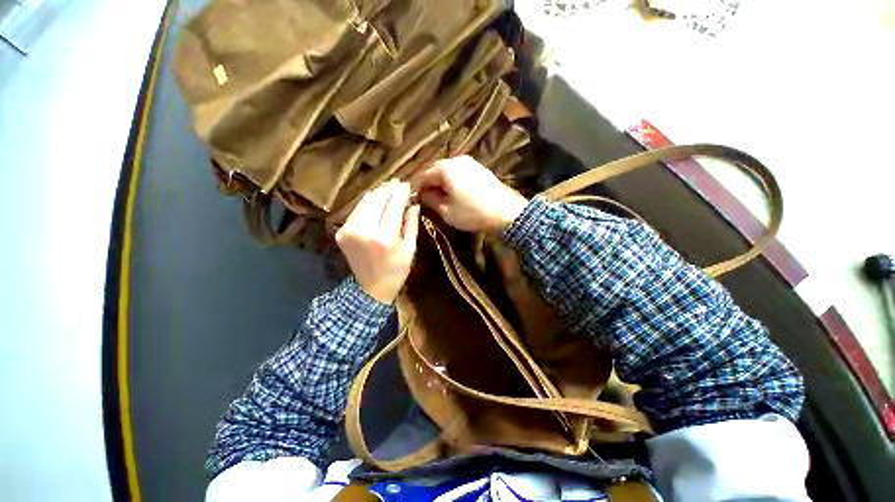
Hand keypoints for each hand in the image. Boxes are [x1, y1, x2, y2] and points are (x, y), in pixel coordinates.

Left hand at [336, 180, 419, 303]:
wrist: (371, 289)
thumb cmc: (396, 270)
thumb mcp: (410, 249)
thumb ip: (411, 224)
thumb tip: (413, 204)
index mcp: (384, 236)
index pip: (393, 204)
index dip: (401, 192)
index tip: (407, 184)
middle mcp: (364, 229)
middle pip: (377, 199)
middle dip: (389, 188)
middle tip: (399, 183)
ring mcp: (349, 229)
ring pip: (365, 201)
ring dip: (378, 193)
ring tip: (389, 188)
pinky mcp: (342, 231)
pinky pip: (357, 210)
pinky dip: (368, 203)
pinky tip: (377, 201)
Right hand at [417, 156, 527, 231]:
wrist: (506, 211)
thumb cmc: (473, 213)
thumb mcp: (447, 211)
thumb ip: (431, 200)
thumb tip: (423, 194)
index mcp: (445, 168)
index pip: (422, 176)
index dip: (416, 188)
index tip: (414, 200)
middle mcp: (456, 160)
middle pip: (434, 170)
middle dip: (428, 184)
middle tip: (425, 199)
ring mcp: (469, 162)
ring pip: (447, 170)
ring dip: (440, 182)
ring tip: (438, 197)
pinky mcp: (479, 168)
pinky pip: (458, 172)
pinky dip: (451, 181)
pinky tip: (453, 192)